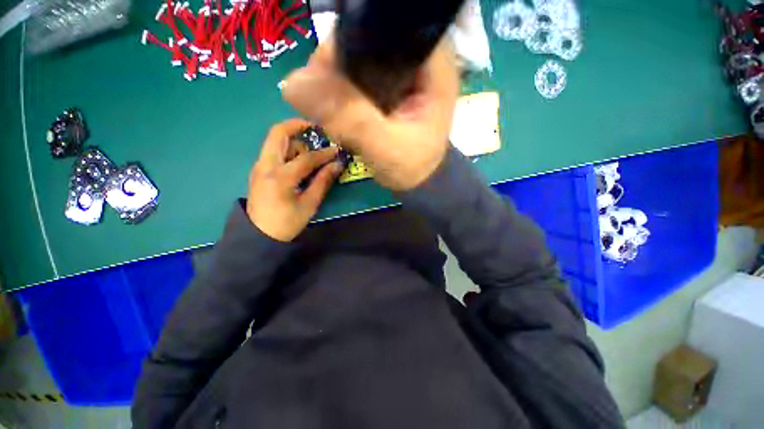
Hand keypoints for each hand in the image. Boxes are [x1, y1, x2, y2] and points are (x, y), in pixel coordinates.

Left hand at [247, 119, 343, 241]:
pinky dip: (287, 148)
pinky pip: (273, 150)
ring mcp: (259, 166)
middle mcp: (266, 165)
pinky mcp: (259, 170)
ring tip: (311, 150)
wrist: (258, 235)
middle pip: (278, 133)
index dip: (324, 153)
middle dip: (297, 126)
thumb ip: (323, 182)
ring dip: (293, 138)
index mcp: (280, 177)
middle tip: (316, 130)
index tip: (336, 149)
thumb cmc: (287, 223)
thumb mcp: (309, 204)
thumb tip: (337, 165)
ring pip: (274, 140)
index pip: (306, 157)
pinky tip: (300, 159)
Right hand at [281, 38, 458, 190]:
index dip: (346, 42)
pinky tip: (339, 112)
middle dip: (336, 68)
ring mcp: (398, 69)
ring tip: (335, 113)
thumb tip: (294, 84)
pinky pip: (352, 75)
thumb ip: (351, 120)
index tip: (325, 76)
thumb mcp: (387, 149)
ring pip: (353, 56)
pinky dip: (338, 92)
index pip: (381, 26)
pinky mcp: (384, 83)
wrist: (417, 179)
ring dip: (334, 83)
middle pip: (362, 38)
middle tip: (327, 103)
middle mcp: (415, 55)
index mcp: (431, 61)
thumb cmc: (413, 167)